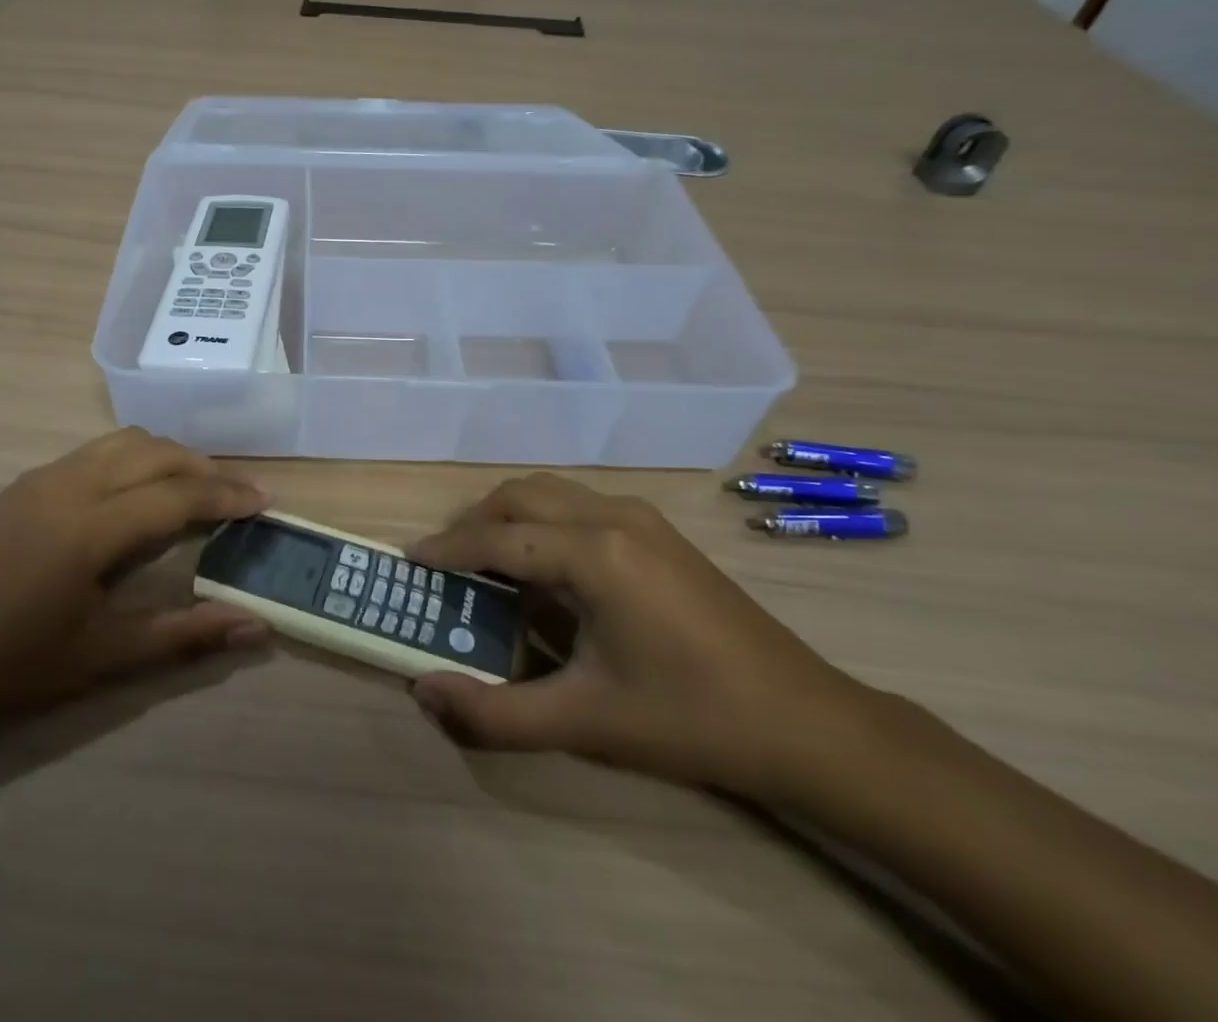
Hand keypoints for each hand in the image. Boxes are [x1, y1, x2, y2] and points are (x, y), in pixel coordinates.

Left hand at [0, 429, 270, 740]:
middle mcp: (72, 484)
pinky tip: (137, 496)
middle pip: (157, 453)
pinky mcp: (23, 484)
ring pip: (125, 443)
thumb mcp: (101, 657)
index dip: (228, 495)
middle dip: (206, 469)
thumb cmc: (5, 666)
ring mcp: (43, 478)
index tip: (265, 504)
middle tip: (239, 499)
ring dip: (169, 458)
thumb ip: (185, 636)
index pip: (179, 493)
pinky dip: (135, 460)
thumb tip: (257, 627)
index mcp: (92, 526)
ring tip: (195, 491)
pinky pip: (96, 452)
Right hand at [408, 474, 874, 800]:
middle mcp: (612, 514)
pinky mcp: (658, 531)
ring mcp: (640, 517)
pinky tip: (545, 572)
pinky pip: (578, 506)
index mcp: (594, 551)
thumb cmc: (690, 719)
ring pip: (550, 493)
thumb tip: (424, 692)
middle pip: (520, 497)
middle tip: (446, 565)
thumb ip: (495, 711)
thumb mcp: (585, 723)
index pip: (498, 537)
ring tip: (486, 565)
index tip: (411, 561)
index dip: (448, 548)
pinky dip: (542, 524)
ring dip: (508, 518)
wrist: (806, 724)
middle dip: (474, 523)